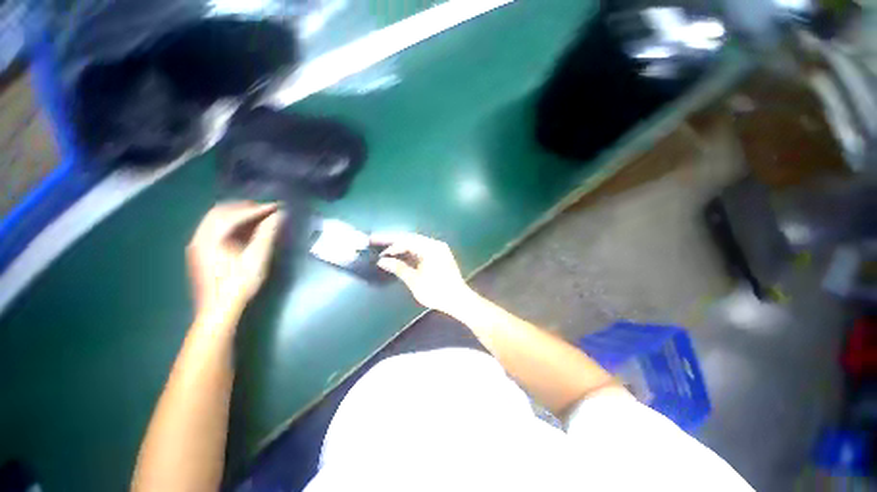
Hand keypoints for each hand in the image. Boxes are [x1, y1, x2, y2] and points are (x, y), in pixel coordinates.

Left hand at [187, 202, 283, 318]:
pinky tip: (243, 230)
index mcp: (211, 238)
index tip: (276, 207)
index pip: (234, 214)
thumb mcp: (257, 258)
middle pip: (220, 212)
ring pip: (215, 220)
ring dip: (237, 214)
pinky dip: (230, 224)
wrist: (217, 311)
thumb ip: (267, 234)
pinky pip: (213, 229)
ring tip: (258, 217)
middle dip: (245, 208)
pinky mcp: (199, 253)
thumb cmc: (239, 284)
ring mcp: (197, 245)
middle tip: (267, 209)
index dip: (257, 209)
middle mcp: (199, 237)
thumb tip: (279, 215)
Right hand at [370, 233, 471, 313]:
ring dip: (400, 245)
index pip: (406, 241)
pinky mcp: (439, 255)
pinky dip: (409, 251)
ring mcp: (438, 249)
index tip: (378, 251)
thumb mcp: (415, 281)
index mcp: (430, 248)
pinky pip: (420, 249)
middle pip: (410, 238)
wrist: (458, 300)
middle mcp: (435, 244)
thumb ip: (398, 268)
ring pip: (415, 243)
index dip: (390, 245)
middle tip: (375, 239)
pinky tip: (399, 254)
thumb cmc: (436, 291)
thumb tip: (382, 261)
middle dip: (392, 240)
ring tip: (384, 247)